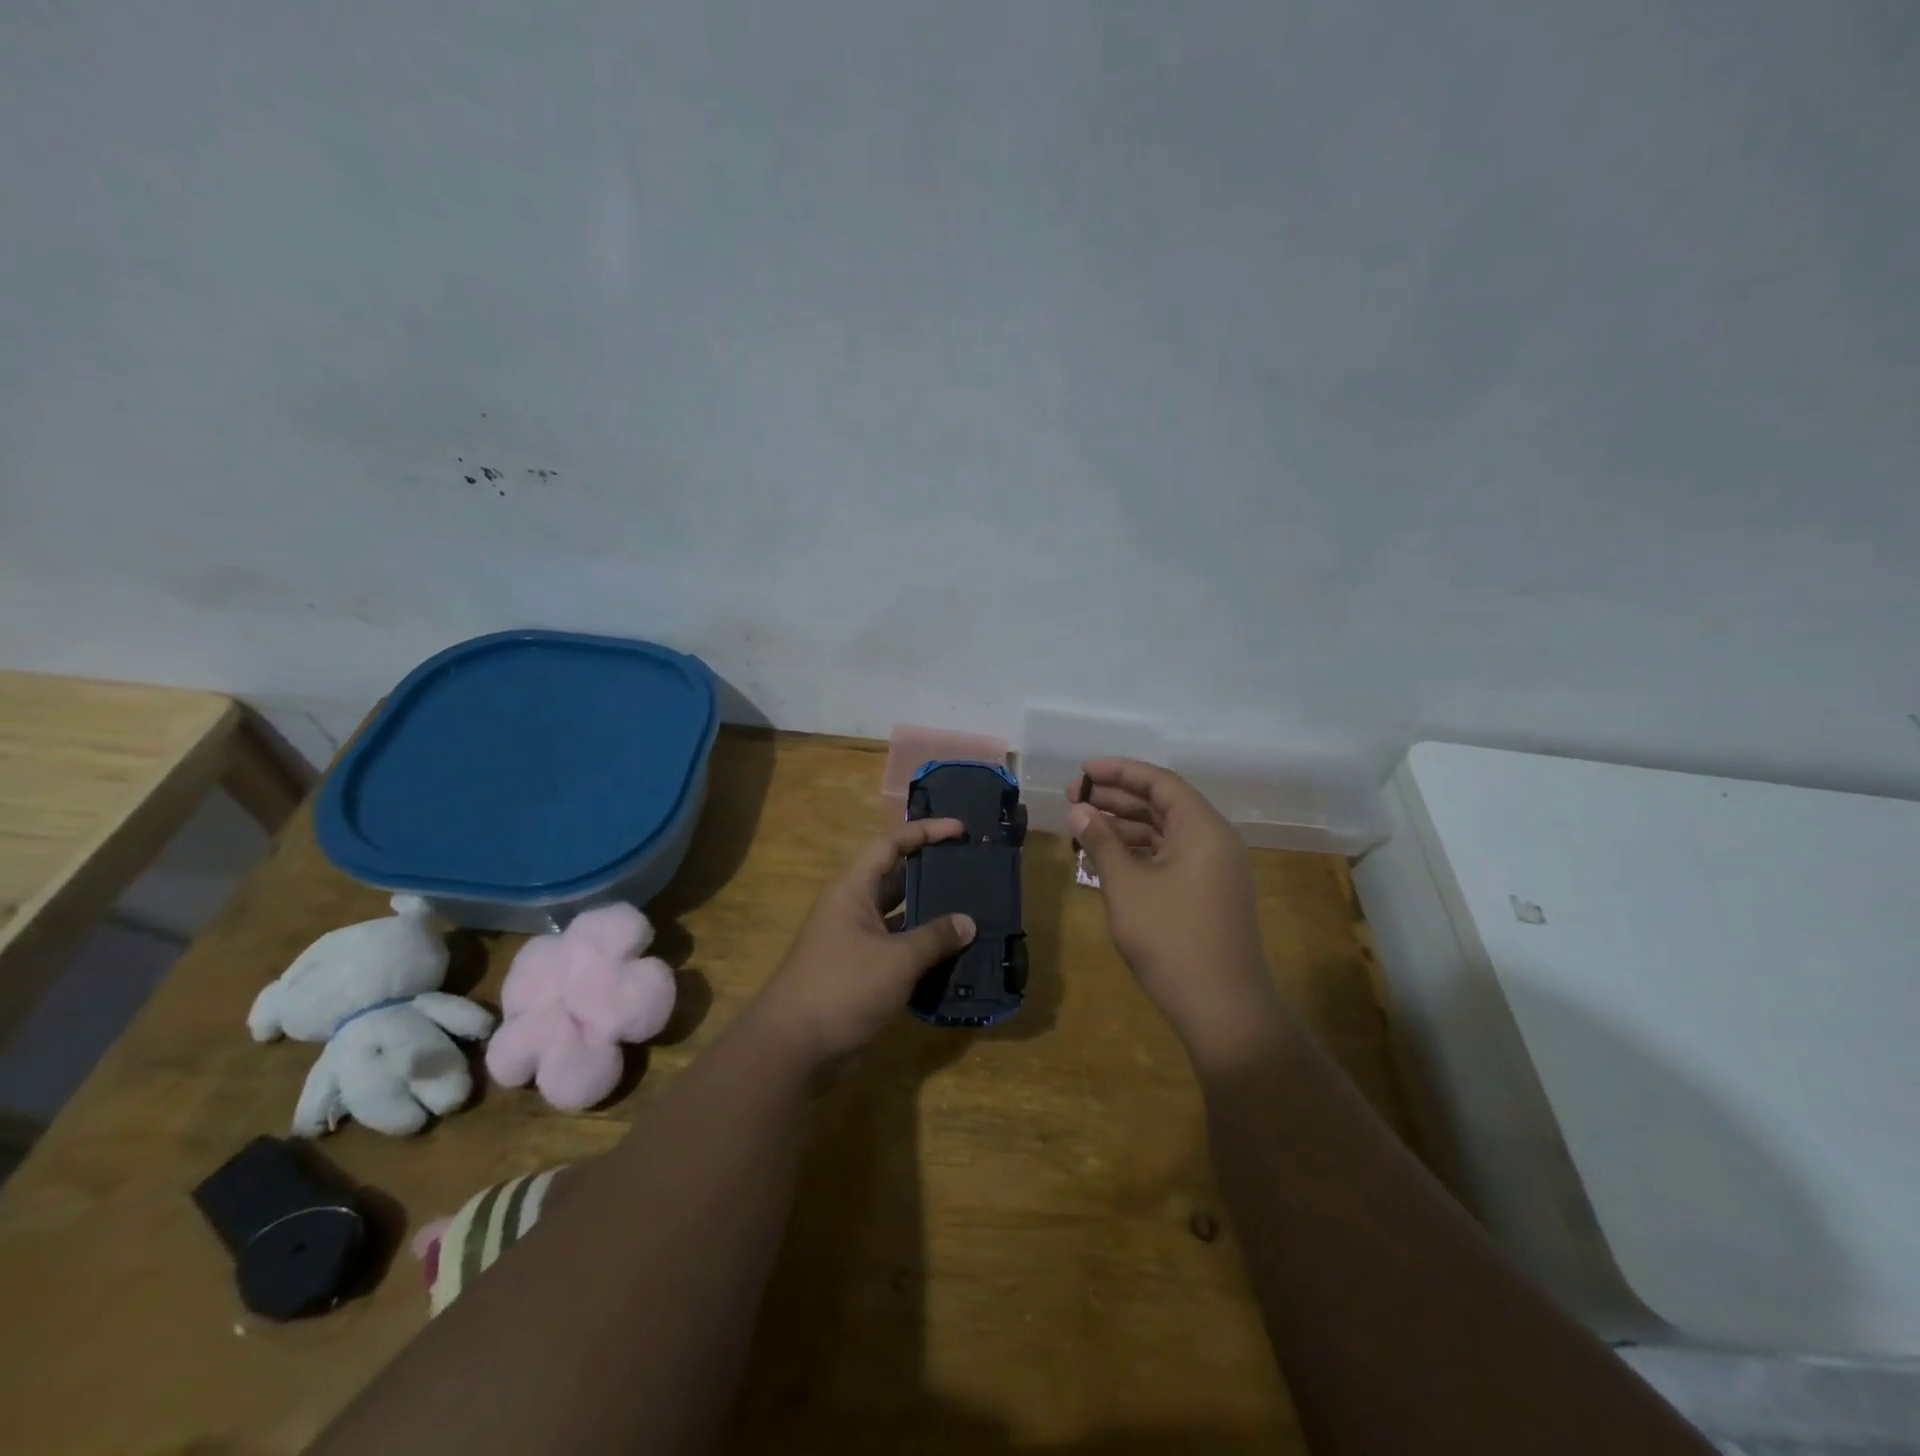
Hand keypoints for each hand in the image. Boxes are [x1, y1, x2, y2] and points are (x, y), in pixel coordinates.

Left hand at [746, 818, 976, 1071]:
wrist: (795, 1049)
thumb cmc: (843, 988)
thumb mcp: (896, 959)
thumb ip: (935, 938)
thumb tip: (968, 922)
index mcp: (853, 891)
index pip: (891, 845)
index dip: (925, 832)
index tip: (960, 830)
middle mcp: (854, 910)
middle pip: (898, 879)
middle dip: (933, 873)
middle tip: (973, 870)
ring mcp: (857, 943)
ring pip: (902, 919)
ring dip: (933, 917)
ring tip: (975, 912)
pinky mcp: (864, 975)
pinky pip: (900, 952)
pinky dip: (925, 952)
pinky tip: (957, 957)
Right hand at [1069, 760, 1287, 1062]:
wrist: (1222, 1008)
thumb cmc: (1171, 938)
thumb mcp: (1127, 885)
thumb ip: (1101, 842)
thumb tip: (1078, 810)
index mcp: (1202, 828)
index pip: (1159, 782)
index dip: (1119, 771)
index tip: (1083, 771)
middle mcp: (1213, 840)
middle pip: (1161, 804)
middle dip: (1116, 799)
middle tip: (1072, 798)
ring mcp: (1212, 869)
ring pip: (1163, 832)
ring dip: (1123, 826)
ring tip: (1080, 826)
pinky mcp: (1206, 893)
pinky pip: (1168, 857)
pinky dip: (1137, 852)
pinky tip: (1104, 856)